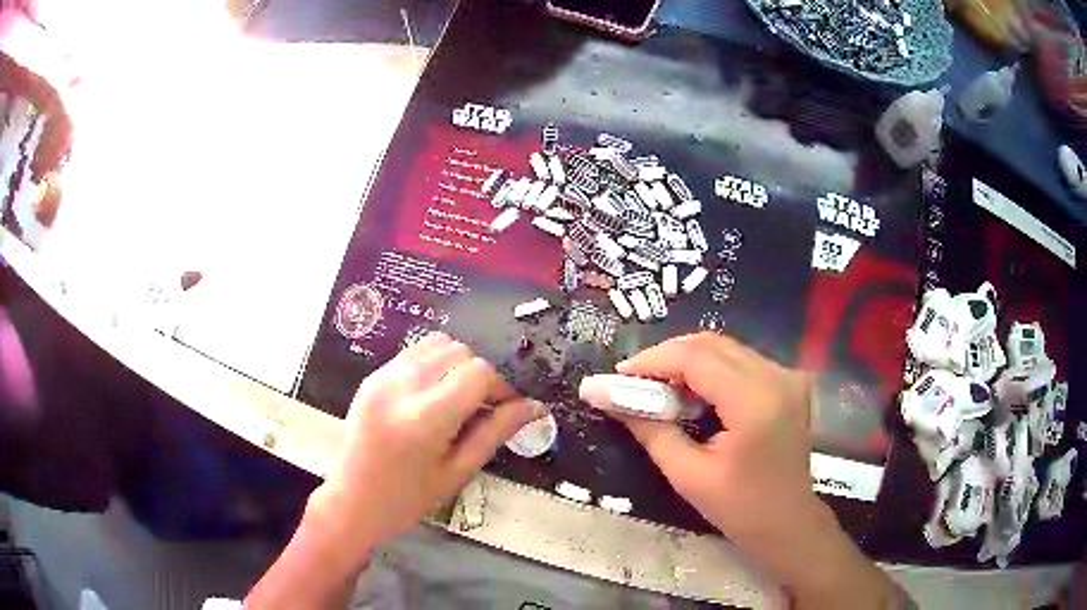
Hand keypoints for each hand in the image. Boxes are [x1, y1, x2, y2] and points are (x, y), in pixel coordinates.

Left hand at [311, 332, 544, 555]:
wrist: (353, 500)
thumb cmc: (408, 499)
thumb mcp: (458, 472)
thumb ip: (495, 432)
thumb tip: (534, 407)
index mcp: (425, 418)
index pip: (478, 373)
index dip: (500, 387)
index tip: (504, 409)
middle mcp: (401, 386)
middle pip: (459, 351)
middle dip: (479, 374)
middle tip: (481, 408)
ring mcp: (382, 376)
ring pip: (437, 343)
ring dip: (457, 364)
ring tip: (456, 399)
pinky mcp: (373, 375)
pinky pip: (415, 352)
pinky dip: (434, 364)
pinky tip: (432, 396)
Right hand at [614, 332, 814, 544]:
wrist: (788, 522)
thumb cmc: (739, 508)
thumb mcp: (687, 475)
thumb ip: (650, 429)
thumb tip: (606, 397)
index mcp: (754, 402)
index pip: (696, 358)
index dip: (653, 360)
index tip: (618, 376)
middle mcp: (776, 377)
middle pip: (711, 344)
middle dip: (666, 357)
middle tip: (633, 382)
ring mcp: (786, 376)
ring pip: (725, 348)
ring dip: (687, 361)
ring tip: (657, 387)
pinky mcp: (788, 381)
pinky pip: (740, 360)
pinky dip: (709, 368)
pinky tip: (691, 391)